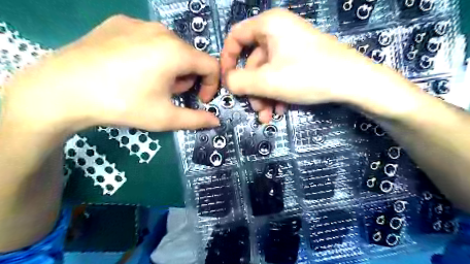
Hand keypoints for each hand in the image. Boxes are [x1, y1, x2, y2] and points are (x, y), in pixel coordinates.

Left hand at [0, 15, 219, 133]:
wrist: (62, 90)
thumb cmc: (123, 104)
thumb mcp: (165, 117)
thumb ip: (196, 119)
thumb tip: (216, 122)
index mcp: (176, 52)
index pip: (211, 65)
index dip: (211, 85)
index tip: (199, 100)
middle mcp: (161, 31)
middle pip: (190, 57)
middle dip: (187, 78)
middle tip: (169, 95)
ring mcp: (138, 23)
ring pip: (171, 47)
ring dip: (171, 68)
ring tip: (150, 83)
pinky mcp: (118, 22)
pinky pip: (149, 39)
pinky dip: (152, 55)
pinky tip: (132, 69)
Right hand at [221, 8, 399, 121]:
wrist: (353, 82)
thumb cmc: (306, 75)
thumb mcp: (267, 81)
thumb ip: (239, 81)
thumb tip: (227, 82)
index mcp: (268, 25)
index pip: (236, 37)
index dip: (227, 60)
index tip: (227, 82)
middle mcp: (278, 31)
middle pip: (252, 62)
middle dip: (252, 89)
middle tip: (256, 109)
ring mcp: (291, 46)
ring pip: (266, 73)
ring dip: (264, 96)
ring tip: (268, 116)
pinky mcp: (301, 59)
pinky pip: (280, 75)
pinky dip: (277, 93)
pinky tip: (281, 110)